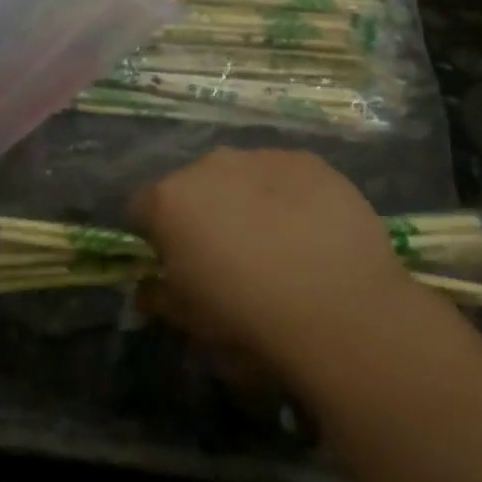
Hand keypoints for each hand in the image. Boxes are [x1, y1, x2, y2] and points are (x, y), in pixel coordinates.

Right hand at [128, 149, 426, 376]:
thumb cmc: (249, 322)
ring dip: (247, 201)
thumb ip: (159, 296)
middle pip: (193, 186)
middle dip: (204, 214)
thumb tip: (149, 287)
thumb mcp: (190, 324)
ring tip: (279, 244)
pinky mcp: (308, 161)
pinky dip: (290, 196)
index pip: (141, 209)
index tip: (175, 266)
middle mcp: (209, 165)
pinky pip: (286, 175)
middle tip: (230, 257)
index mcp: (169, 201)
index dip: (155, 238)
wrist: (340, 310)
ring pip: (241, 176)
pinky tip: (313, 232)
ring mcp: (261, 157)